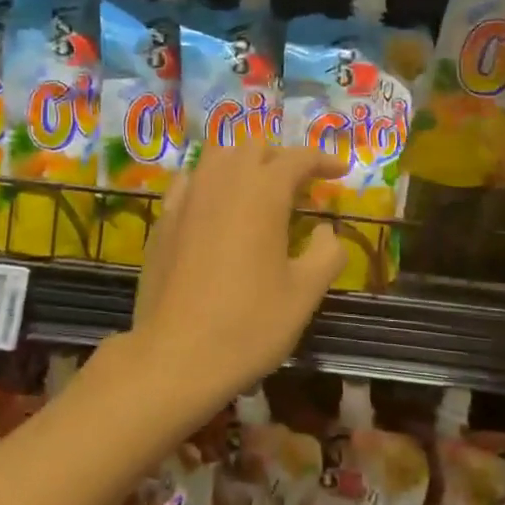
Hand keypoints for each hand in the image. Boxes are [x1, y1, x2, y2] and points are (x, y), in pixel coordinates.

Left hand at [111, 140, 347, 424]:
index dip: (323, 160)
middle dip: (281, 157)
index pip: (297, 158)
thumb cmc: (248, 324)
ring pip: (217, 157)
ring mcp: (187, 198)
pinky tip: (215, 208)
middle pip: (254, 147)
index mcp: (263, 192)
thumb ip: (326, 254)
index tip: (341, 172)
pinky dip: (210, 183)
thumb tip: (326, 232)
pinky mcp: (163, 220)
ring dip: (244, 163)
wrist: (175, 356)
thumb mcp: (304, 294)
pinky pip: (190, 182)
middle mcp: (223, 182)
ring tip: (259, 191)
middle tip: (300, 185)